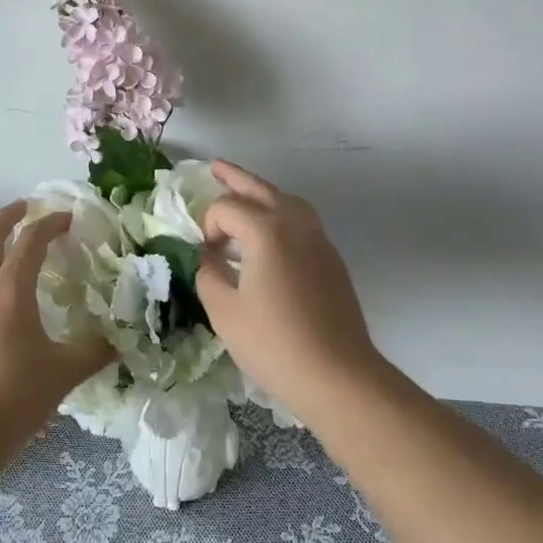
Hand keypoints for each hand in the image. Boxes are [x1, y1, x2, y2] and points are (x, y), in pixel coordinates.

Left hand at [0, 200, 114, 456]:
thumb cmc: (13, 395)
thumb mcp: (63, 373)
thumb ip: (93, 353)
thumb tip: (117, 343)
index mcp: (9, 289)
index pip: (30, 240)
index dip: (50, 223)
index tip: (68, 218)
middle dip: (6, 218)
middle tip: (25, 208)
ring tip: (15, 257)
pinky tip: (2, 308)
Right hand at [194, 160, 384, 424]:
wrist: (338, 375)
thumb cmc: (274, 343)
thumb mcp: (224, 311)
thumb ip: (208, 274)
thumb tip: (208, 258)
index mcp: (266, 229)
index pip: (226, 208)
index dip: (208, 225)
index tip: (204, 255)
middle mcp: (295, 223)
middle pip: (260, 188)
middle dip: (235, 177)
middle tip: (215, 167)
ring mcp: (318, 239)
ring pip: (286, 200)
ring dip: (261, 193)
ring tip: (242, 195)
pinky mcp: (331, 258)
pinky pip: (301, 220)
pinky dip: (280, 214)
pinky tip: (269, 235)